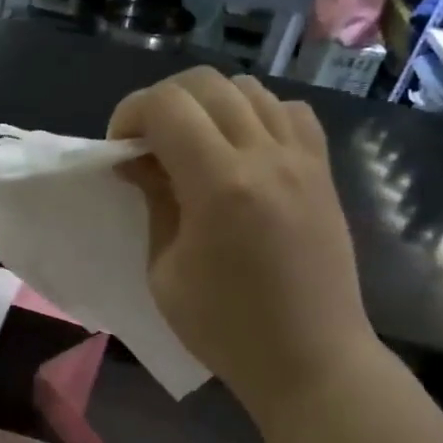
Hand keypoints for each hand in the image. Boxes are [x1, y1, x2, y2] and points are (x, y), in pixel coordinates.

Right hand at [108, 67, 377, 417]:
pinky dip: (257, 114)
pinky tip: (243, 149)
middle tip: (146, 143)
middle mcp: (266, 156)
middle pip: (206, 84)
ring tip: (193, 145)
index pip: (167, 106)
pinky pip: (289, 112)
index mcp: (219, 185)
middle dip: (162, 102)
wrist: (311, 358)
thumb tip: (139, 161)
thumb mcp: (165, 271)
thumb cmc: (225, 328)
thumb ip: (155, 202)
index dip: (130, 113)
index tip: (118, 148)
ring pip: (249, 89)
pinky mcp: (323, 171)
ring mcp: (303, 160)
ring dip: (208, 104)